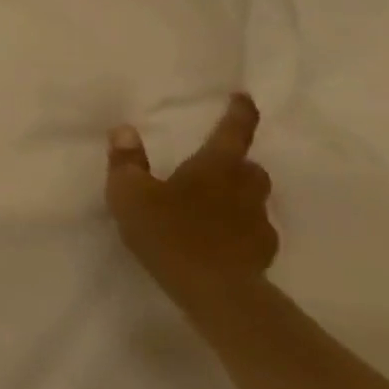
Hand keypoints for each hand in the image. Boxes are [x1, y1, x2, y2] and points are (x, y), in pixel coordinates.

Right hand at [105, 93, 277, 314]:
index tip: (244, 98)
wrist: (214, 291)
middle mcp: (242, 190)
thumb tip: (125, 130)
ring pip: (255, 200)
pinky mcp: (262, 254)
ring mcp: (257, 224)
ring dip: (240, 196)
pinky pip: (254, 232)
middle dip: (239, 163)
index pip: (232, 133)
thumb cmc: (168, 232)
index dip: (239, 114)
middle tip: (218, 165)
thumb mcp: (129, 193)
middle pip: (250, 168)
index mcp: (214, 168)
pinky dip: (240, 229)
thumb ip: (126, 161)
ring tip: (214, 204)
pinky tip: (221, 239)